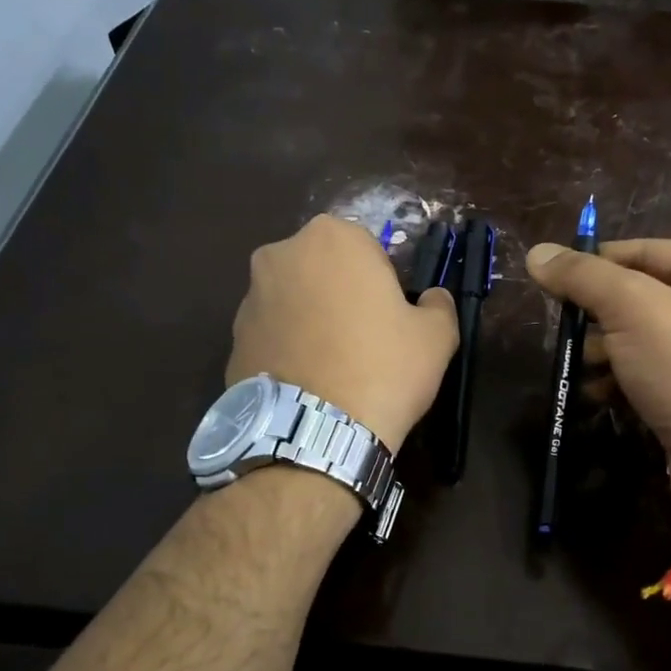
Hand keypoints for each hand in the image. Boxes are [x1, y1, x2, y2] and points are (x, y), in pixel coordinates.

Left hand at [228, 216, 457, 449]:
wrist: (315, 433)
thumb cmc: (383, 369)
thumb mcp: (437, 336)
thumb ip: (438, 304)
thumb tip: (432, 299)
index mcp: (333, 237)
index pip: (368, 248)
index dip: (384, 282)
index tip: (391, 317)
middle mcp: (281, 254)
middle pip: (324, 270)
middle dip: (341, 295)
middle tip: (364, 340)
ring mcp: (250, 298)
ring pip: (294, 301)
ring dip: (312, 321)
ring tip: (334, 368)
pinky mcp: (232, 339)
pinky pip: (272, 336)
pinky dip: (289, 350)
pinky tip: (309, 383)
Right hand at [526, 239, 670, 536]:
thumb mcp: (634, 310)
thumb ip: (584, 277)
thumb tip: (537, 253)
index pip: (644, 251)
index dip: (594, 266)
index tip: (549, 285)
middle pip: (643, 296)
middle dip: (600, 318)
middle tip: (566, 336)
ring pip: (644, 339)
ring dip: (606, 354)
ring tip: (584, 371)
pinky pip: (655, 374)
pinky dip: (625, 382)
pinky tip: (599, 396)